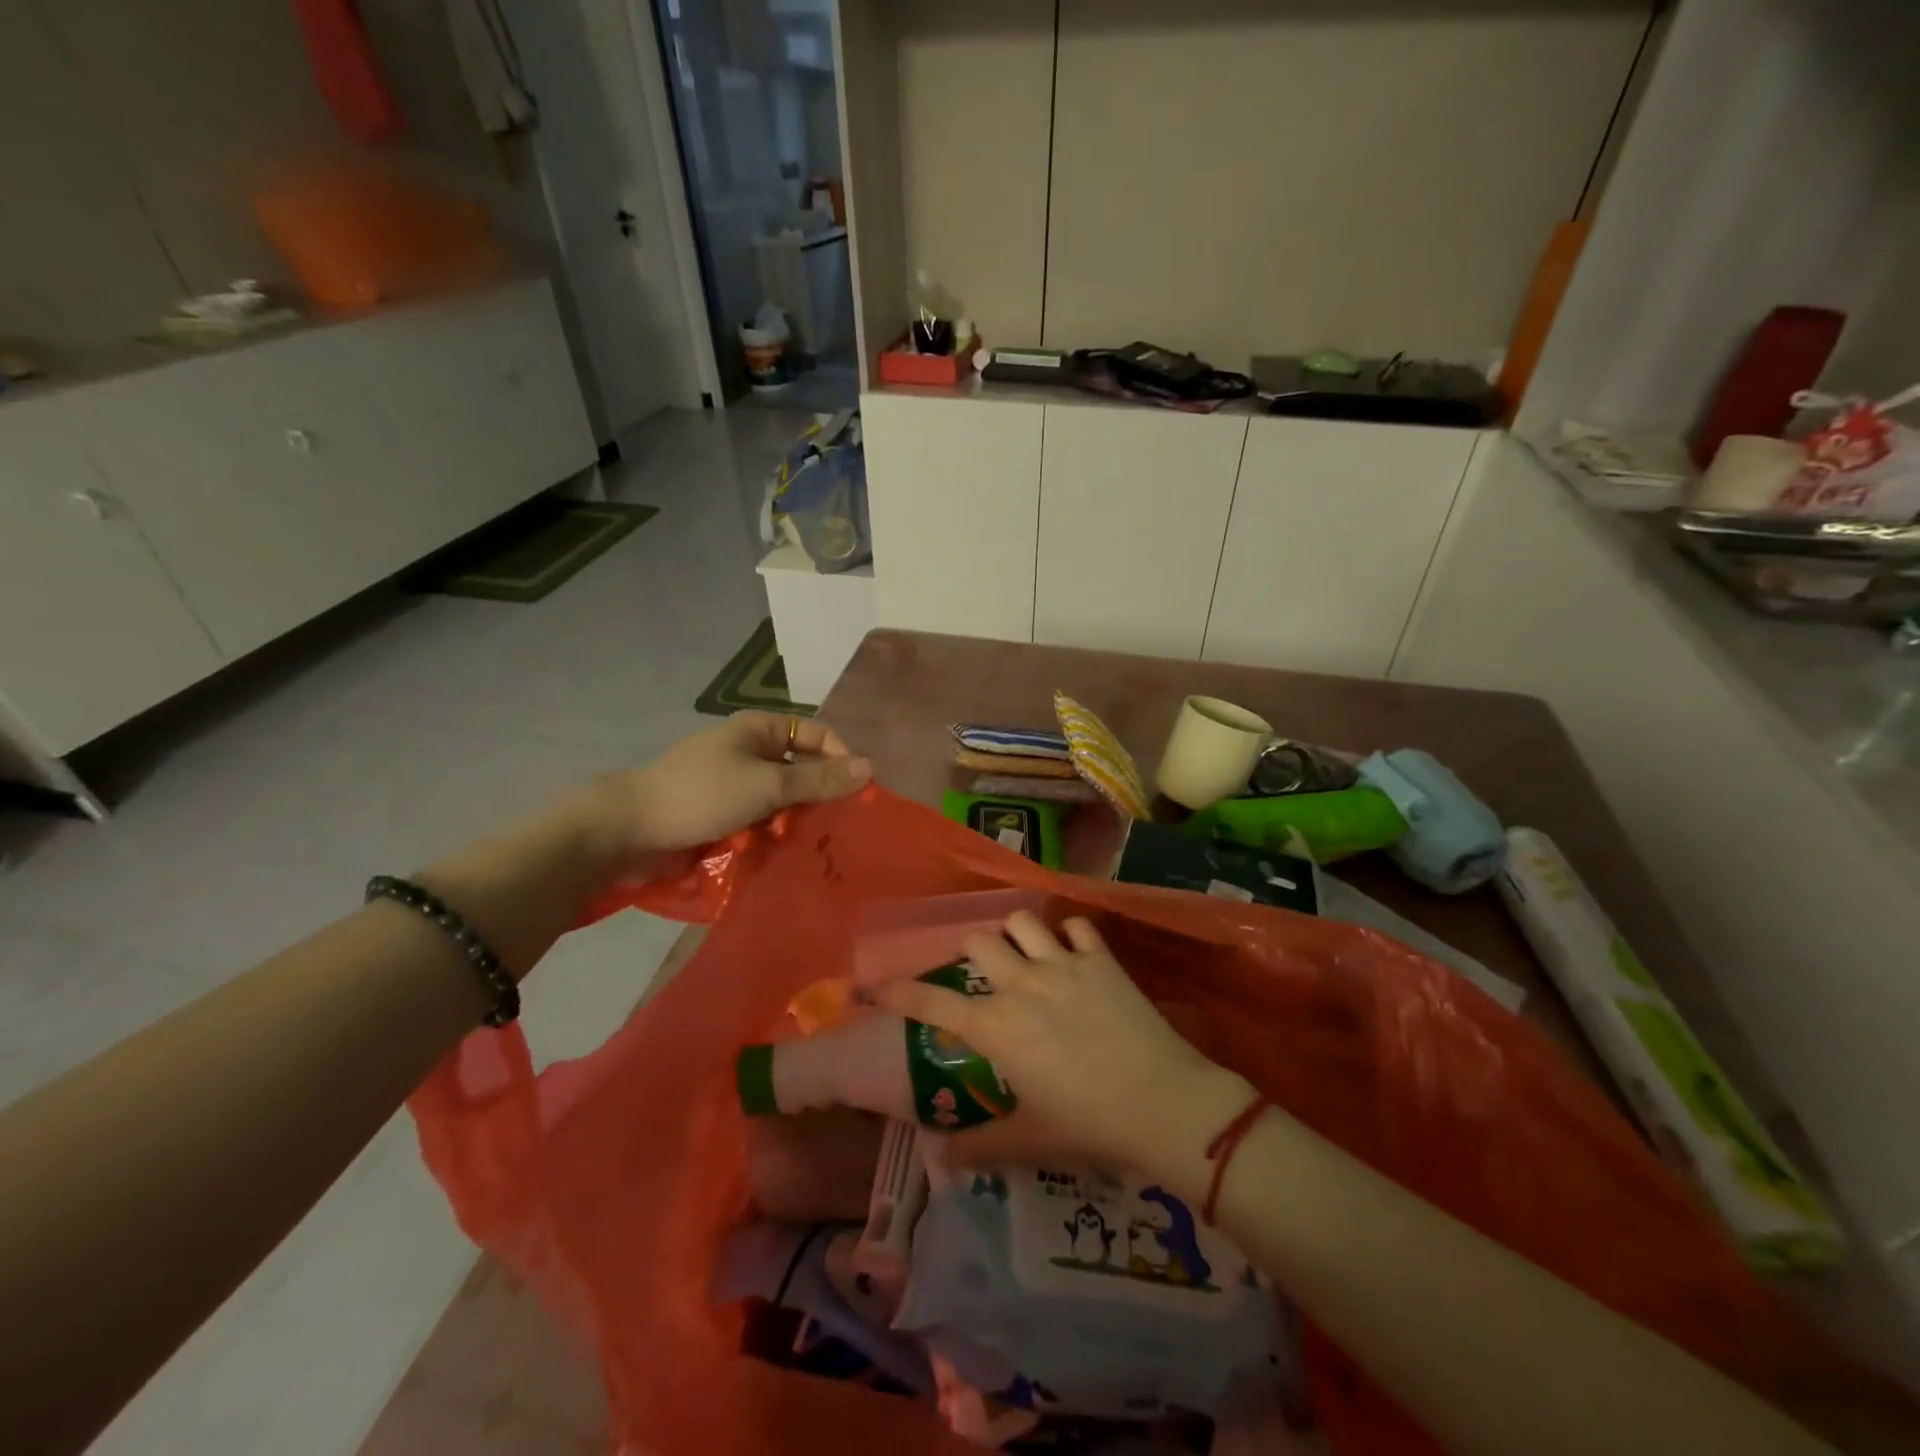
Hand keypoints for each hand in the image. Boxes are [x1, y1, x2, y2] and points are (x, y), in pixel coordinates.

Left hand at [561, 713, 871, 878]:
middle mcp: (750, 752)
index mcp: (760, 730)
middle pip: (801, 768)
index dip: (842, 759)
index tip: (859, 794)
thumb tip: (869, 767)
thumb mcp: (767, 785)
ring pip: (783, 800)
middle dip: (820, 796)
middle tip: (840, 827)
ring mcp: (735, 785)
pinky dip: (774, 834)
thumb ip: (819, 779)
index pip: (818, 735)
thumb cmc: (702, 794)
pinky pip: (761, 821)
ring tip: (815, 846)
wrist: (629, 829)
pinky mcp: (723, 815)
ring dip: (797, 820)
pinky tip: (786, 855)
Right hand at [876, 912, 1252, 1184]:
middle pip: (978, 942)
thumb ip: (980, 1147)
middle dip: (970, 954)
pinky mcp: (1101, 959)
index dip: (901, 993)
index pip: (934, 1004)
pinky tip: (1073, 954)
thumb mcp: (1029, 1141)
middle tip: (981, 976)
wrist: (1162, 1104)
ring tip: (1023, 955)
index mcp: (997, 1028)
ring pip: (1022, 922)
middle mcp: (1022, 985)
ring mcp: (1063, 965)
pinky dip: (1069, 935)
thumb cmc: (1089, 1126)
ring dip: (1015, 935)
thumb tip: (939, 1159)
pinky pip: (1077, 927)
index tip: (879, 986)